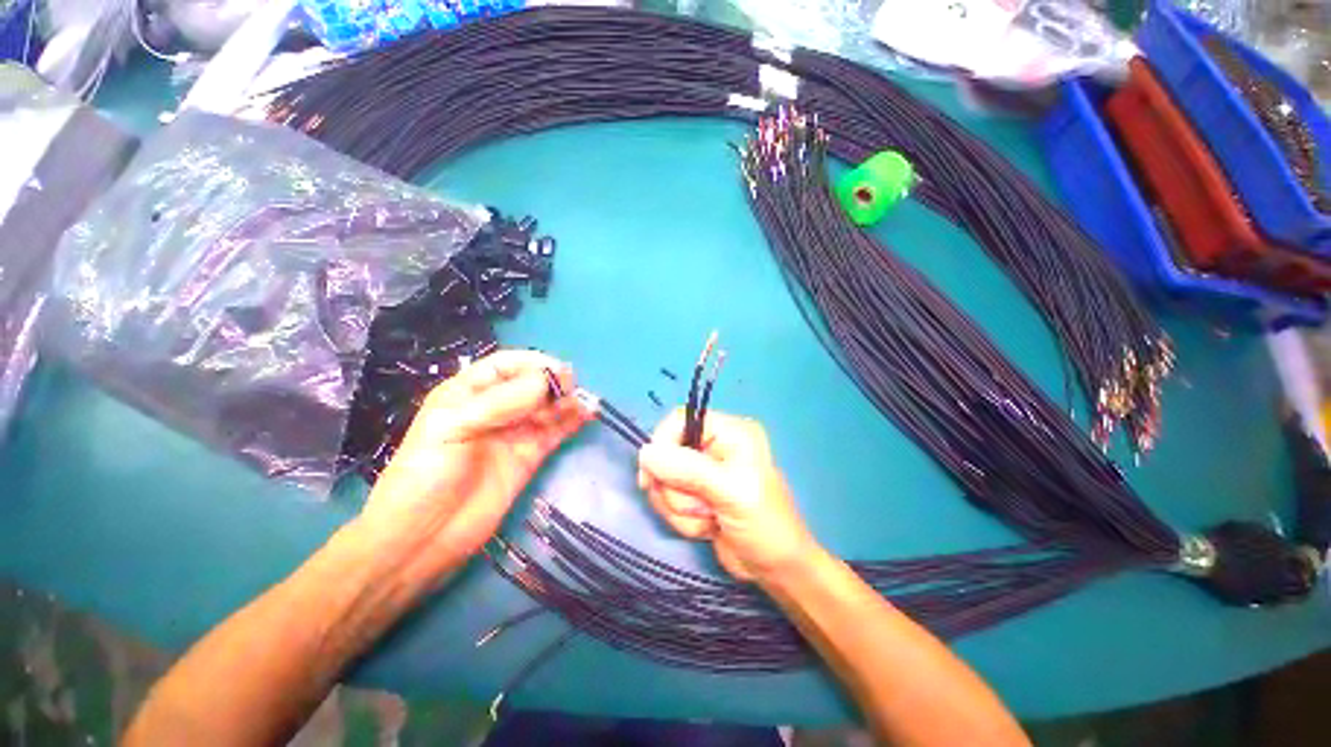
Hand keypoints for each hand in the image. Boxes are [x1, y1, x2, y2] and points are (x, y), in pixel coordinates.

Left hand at [356, 350, 589, 586]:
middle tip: (571, 389)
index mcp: (467, 393)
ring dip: (566, 401)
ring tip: (582, 402)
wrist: (423, 538)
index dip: (532, 364)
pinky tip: (587, 415)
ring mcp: (514, 433)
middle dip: (553, 382)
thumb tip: (547, 381)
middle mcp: (495, 409)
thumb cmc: (425, 475)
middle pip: (531, 384)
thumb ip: (499, 403)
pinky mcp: (530, 456)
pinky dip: (572, 421)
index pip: (505, 366)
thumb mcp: (453, 428)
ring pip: (547, 407)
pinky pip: (555, 431)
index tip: (557, 372)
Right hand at [637, 409, 819, 582]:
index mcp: (730, 432)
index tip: (652, 478)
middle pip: (667, 454)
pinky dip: (683, 518)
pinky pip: (669, 499)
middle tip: (704, 505)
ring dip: (681, 507)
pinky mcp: (697, 493)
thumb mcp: (730, 493)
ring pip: (665, 480)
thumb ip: (688, 470)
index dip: (662, 445)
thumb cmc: (764, 526)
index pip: (679, 421)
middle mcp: (715, 445)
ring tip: (710, 518)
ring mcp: (704, 471)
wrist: (777, 571)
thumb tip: (646, 453)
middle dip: (678, 488)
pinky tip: (707, 526)